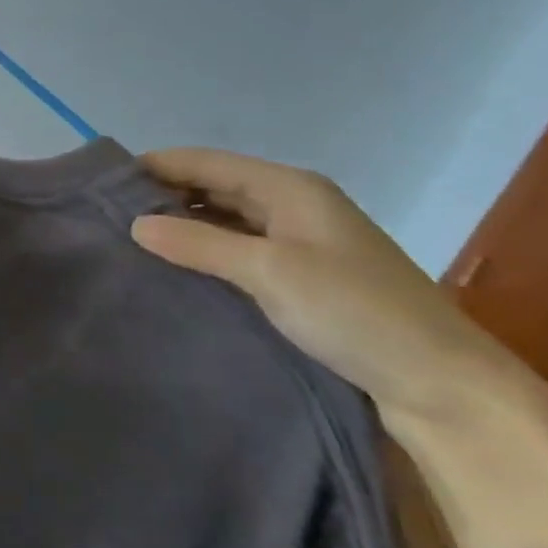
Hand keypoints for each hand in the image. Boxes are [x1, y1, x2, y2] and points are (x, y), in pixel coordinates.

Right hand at [129, 147, 526, 427]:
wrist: (446, 386)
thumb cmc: (357, 313)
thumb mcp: (270, 271)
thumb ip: (199, 242)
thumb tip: (134, 223)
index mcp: (289, 188)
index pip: (203, 161)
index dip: (153, 166)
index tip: (101, 183)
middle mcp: (293, 205)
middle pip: (213, 185)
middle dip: (163, 195)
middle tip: (108, 215)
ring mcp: (300, 241)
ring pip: (224, 218)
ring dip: (183, 224)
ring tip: (131, 240)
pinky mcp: (303, 276)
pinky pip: (239, 248)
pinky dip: (206, 250)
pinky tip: (178, 267)